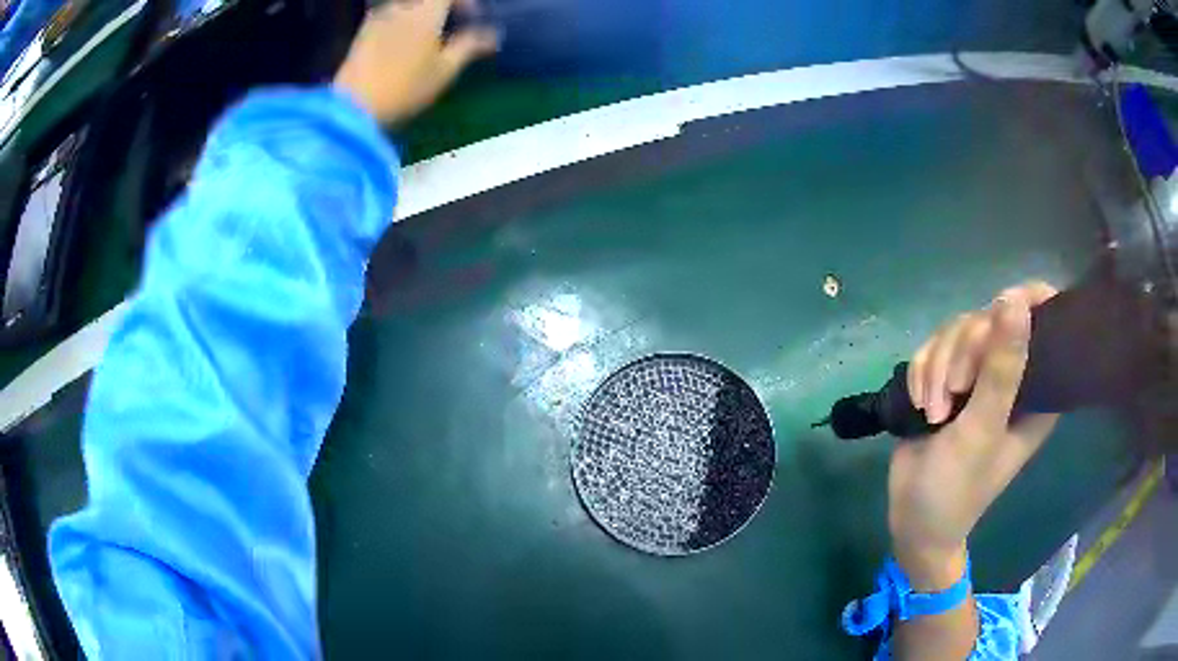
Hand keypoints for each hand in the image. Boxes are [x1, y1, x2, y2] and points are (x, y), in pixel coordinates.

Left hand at [334, 0, 498, 124]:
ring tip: (426, 38)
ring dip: (420, 16)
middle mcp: (401, 6)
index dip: (466, 3)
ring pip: (406, 8)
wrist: (353, 107)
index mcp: (426, 11)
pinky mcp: (362, 34)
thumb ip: (469, 46)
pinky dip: (401, 24)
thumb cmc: (405, 87)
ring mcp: (378, 18)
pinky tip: (402, 46)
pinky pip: (388, 18)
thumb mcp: (445, 70)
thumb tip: (493, 36)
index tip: (473, 18)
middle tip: (451, 28)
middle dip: (442, 9)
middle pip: (427, 1)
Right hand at [889, 282, 1059, 588]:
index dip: (1027, 302)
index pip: (1045, 321)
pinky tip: (919, 403)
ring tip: (932, 410)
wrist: (913, 520)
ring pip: (957, 330)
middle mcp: (1011, 374)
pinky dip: (921, 371)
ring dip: (937, 366)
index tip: (1001, 311)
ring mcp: (978, 376)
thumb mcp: (982, 431)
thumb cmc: (958, 488)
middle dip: (963, 351)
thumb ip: (1001, 370)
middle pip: (990, 317)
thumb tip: (1015, 300)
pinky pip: (933, 347)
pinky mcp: (948, 380)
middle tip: (953, 393)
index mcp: (1037, 387)